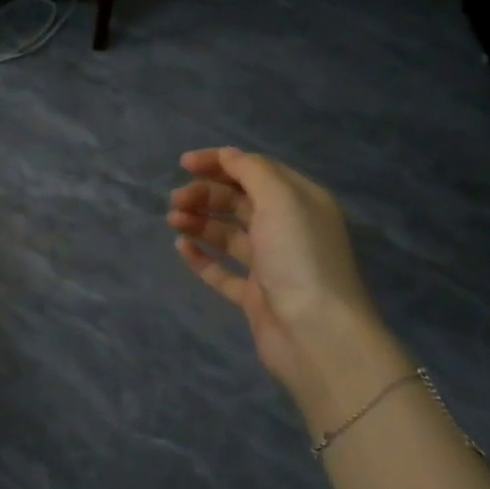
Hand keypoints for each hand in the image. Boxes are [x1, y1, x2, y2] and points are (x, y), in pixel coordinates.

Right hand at [169, 147, 409, 430]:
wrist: (315, 333)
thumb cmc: (299, 257)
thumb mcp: (280, 200)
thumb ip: (252, 171)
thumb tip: (229, 155)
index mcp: (300, 201)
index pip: (256, 171)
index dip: (220, 162)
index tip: (183, 163)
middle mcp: (288, 229)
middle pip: (240, 201)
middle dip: (206, 194)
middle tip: (175, 200)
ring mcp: (271, 264)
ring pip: (229, 234)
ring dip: (200, 222)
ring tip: (174, 220)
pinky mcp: (255, 296)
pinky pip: (223, 271)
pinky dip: (202, 257)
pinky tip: (181, 248)